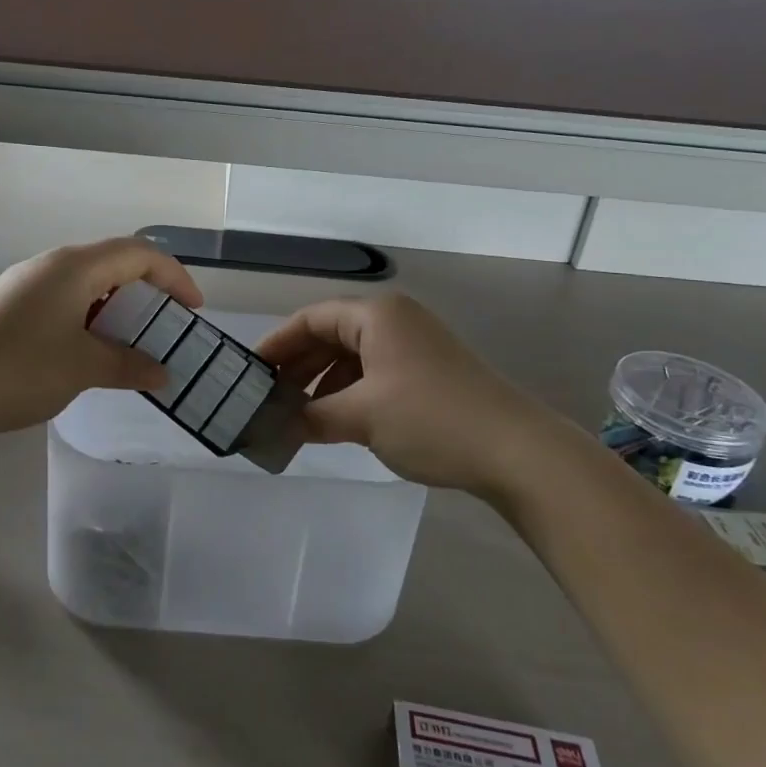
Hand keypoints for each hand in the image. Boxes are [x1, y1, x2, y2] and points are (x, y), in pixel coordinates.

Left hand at [0, 238, 203, 437]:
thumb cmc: (18, 368)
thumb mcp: (83, 368)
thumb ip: (128, 365)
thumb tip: (161, 373)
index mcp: (75, 266)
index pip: (139, 253)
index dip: (174, 277)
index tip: (194, 310)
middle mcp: (52, 265)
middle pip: (113, 263)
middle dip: (147, 292)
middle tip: (166, 327)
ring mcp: (26, 285)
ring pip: (87, 284)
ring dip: (116, 309)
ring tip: (131, 343)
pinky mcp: (8, 308)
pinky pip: (64, 302)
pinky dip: (89, 319)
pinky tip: (87, 353)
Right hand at [255, 294, 581, 493]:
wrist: (516, 451)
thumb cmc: (430, 419)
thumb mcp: (362, 417)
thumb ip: (311, 416)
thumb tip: (276, 426)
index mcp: (376, 315)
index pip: (311, 318)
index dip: (277, 344)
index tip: (249, 373)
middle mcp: (394, 320)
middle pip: (331, 334)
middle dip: (298, 366)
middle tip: (268, 397)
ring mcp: (415, 345)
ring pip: (352, 356)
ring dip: (322, 382)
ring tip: (297, 415)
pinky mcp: (429, 371)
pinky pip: (375, 372)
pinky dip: (350, 392)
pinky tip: (337, 420)